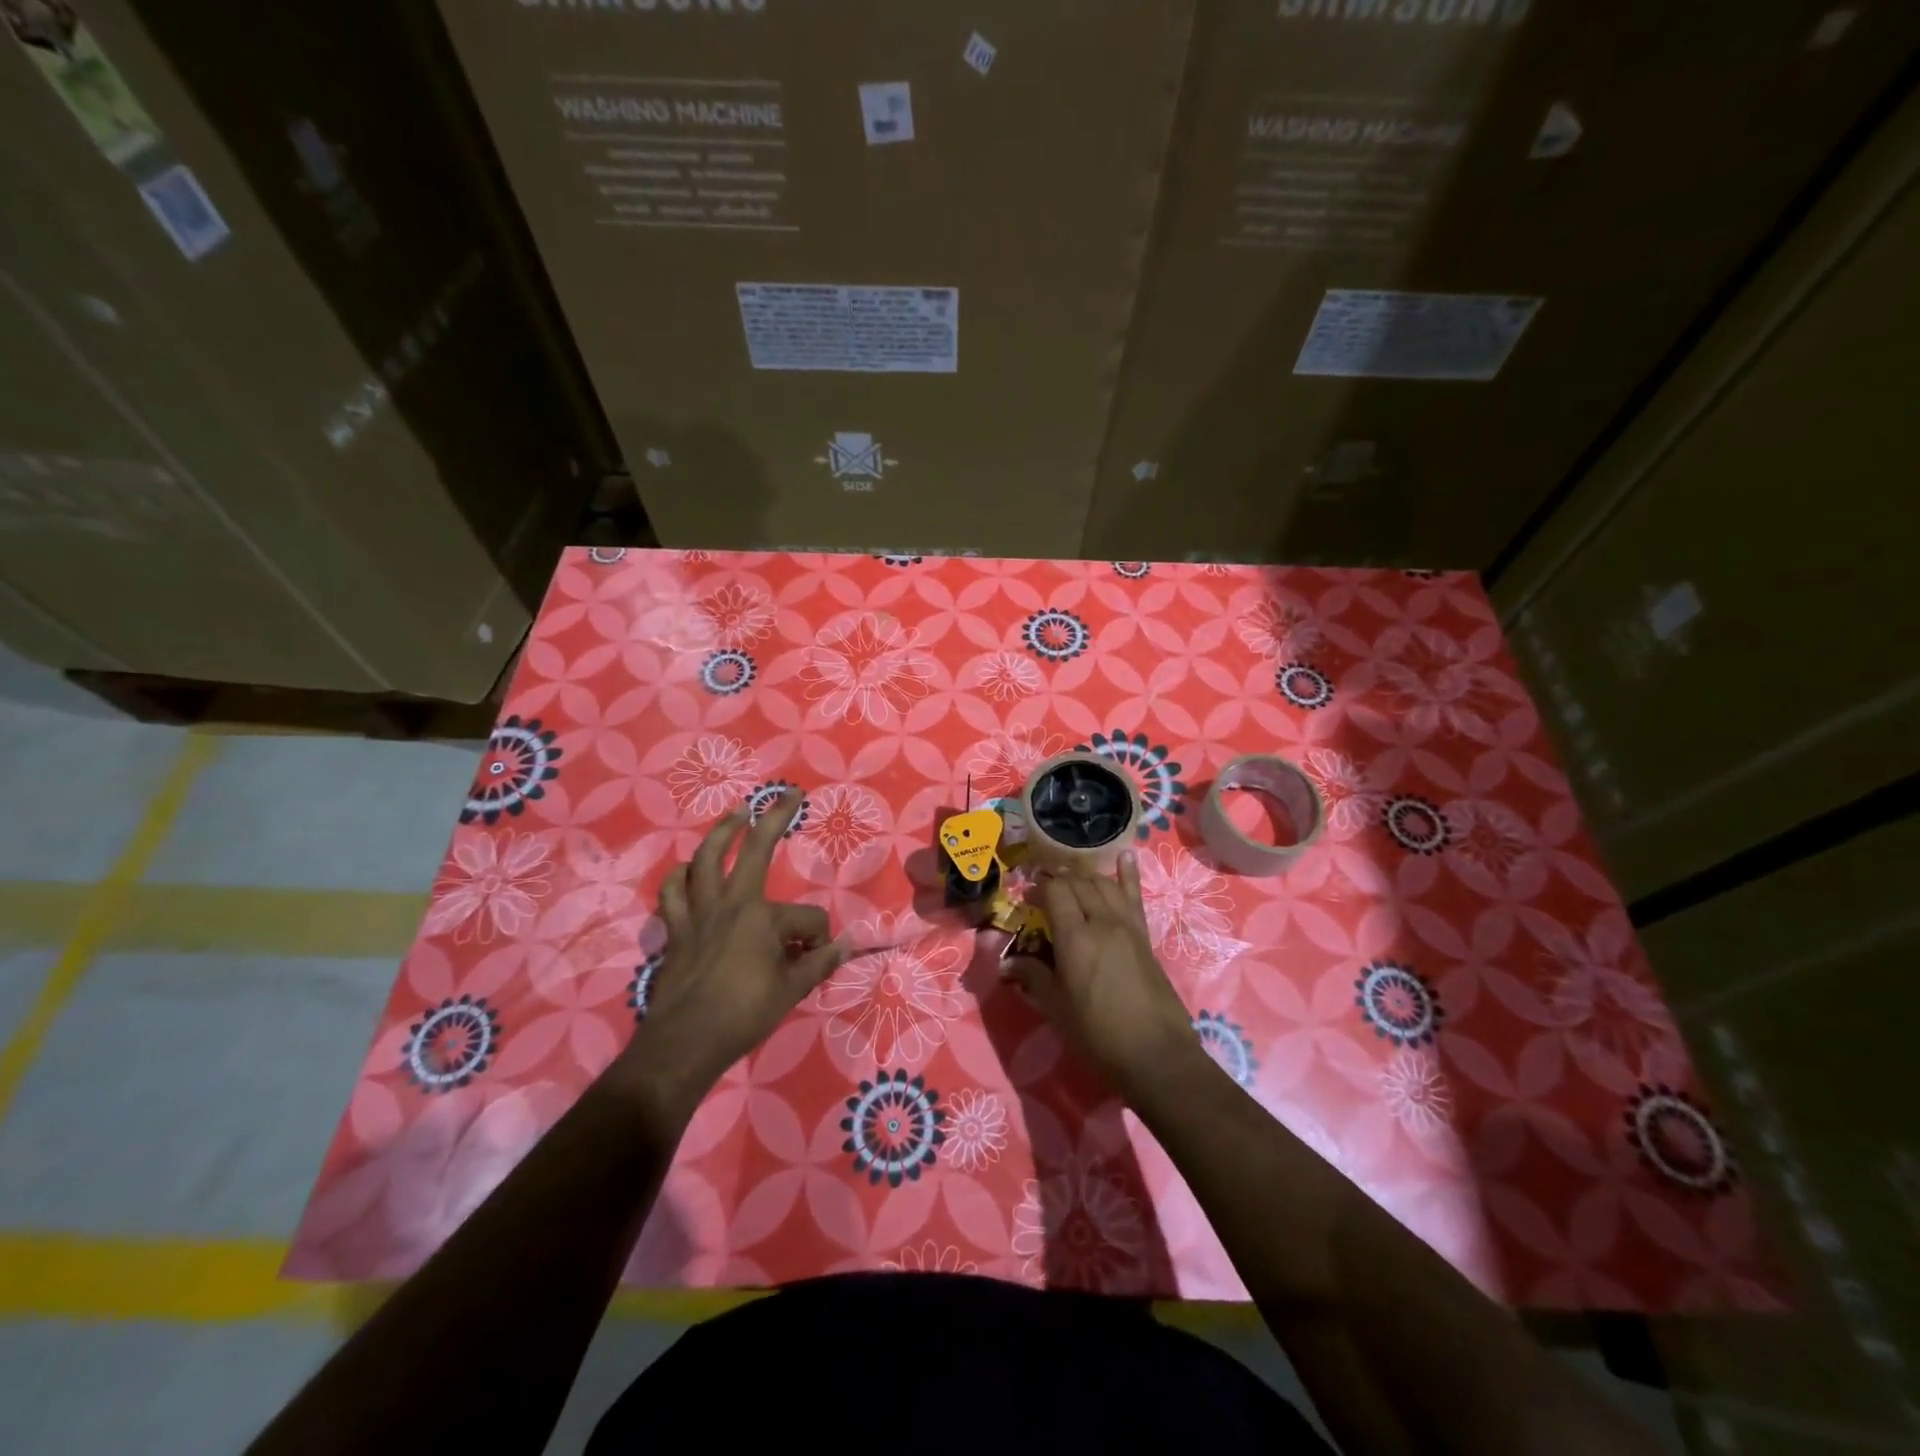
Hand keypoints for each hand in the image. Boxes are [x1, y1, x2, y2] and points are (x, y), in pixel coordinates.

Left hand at [613, 791, 843, 1119]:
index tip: (815, 960)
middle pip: (754, 850)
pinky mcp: (676, 928)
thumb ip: (820, 963)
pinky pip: (673, 892)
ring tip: (737, 814)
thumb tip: (849, 946)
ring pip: (706, 859)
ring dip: (722, 832)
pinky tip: (688, 870)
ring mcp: (699, 913)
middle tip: (787, 794)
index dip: (818, 939)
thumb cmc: (744, 1015)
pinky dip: (680, 877)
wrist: (685, 1044)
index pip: (809, 918)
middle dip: (774, 818)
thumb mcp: (792, 990)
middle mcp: (731, 903)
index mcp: (763, 918)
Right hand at [1005, 851, 1202, 1100]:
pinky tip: (1125, 856)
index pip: (1055, 892)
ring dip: (1085, 877)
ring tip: (1070, 878)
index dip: (1038, 888)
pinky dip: (1128, 874)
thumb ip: (1032, 977)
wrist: (1155, 1056)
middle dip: (1058, 881)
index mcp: (1076, 938)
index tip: (1026, 899)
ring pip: (1104, 884)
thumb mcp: (1056, 1009)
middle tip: (1043, 891)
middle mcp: (1102, 922)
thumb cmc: (1098, 1035)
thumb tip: (1005, 963)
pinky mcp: (1144, 936)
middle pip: (1079, 883)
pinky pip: (1134, 897)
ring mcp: (1128, 926)